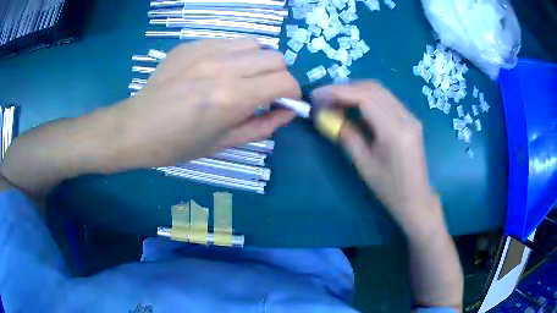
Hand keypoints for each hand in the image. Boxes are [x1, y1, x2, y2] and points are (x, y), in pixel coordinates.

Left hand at [117, 39, 299, 166]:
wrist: (136, 128)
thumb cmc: (177, 145)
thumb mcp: (223, 144)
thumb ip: (262, 127)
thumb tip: (288, 113)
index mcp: (231, 97)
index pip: (284, 81)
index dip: (293, 93)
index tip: (285, 102)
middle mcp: (223, 67)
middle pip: (275, 57)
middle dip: (278, 76)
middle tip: (264, 91)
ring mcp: (205, 51)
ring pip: (255, 43)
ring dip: (258, 60)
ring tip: (243, 77)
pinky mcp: (191, 45)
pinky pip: (228, 41)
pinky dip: (235, 54)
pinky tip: (218, 69)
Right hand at [312, 81, 441, 235]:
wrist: (416, 199)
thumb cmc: (389, 189)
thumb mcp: (364, 164)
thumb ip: (346, 134)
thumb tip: (325, 115)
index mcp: (395, 131)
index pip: (365, 97)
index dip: (338, 92)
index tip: (316, 95)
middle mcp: (406, 117)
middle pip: (373, 88)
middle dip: (344, 89)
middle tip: (323, 98)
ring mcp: (410, 116)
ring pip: (379, 91)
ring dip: (355, 91)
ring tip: (334, 101)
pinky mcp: (410, 119)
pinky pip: (385, 100)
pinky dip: (366, 98)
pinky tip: (353, 107)